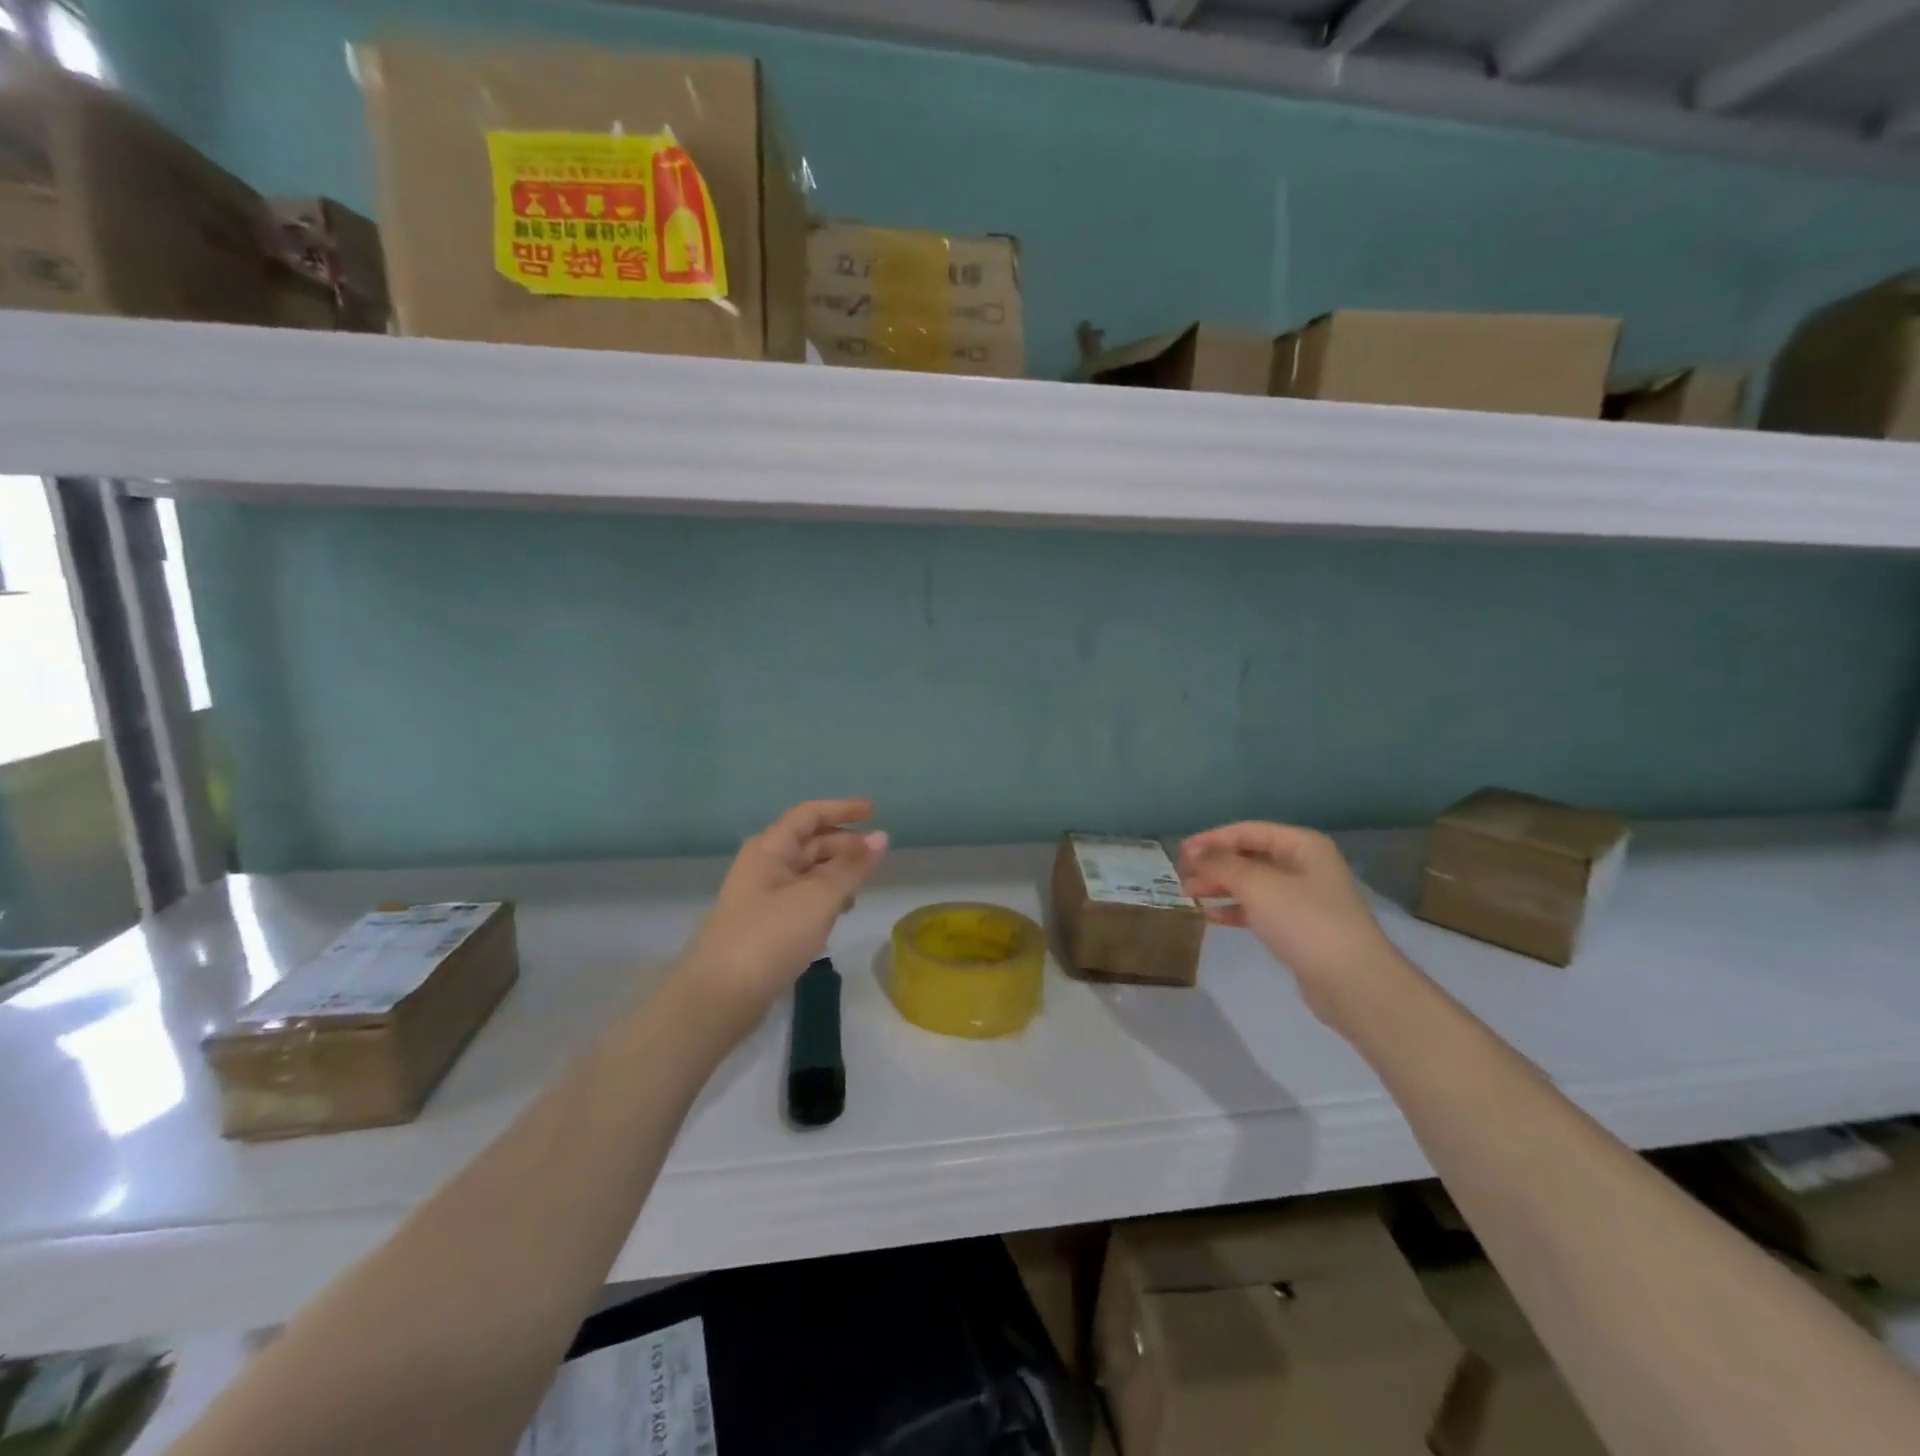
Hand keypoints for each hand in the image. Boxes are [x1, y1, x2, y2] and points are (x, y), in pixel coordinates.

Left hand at [683, 799, 888, 1021]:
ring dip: (837, 873)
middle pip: (810, 842)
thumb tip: (881, 837)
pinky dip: (825, 898)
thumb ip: (852, 866)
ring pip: (808, 872)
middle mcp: (764, 865)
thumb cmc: (771, 935)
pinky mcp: (766, 924)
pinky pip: (803, 897)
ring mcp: (763, 895)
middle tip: (877, 858)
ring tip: (862, 888)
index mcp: (770, 848)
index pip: (809, 814)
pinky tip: (840, 913)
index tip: (875, 811)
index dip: (842, 809)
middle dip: (844, 845)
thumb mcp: (819, 897)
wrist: (721, 995)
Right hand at [1178, 822, 1398, 1021]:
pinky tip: (1208, 916)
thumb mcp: (1258, 886)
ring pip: (1251, 884)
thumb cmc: (1306, 922)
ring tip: (1188, 895)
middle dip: (1214, 865)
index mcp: (1302, 845)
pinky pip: (1258, 909)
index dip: (1212, 839)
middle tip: (1181, 876)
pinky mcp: (1298, 928)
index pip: (1248, 831)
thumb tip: (1195, 853)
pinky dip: (1233, 909)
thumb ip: (1222, 865)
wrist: (1353, 983)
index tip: (1180, 853)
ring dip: (1219, 887)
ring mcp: (1303, 898)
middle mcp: (1304, 866)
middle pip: (1249, 856)